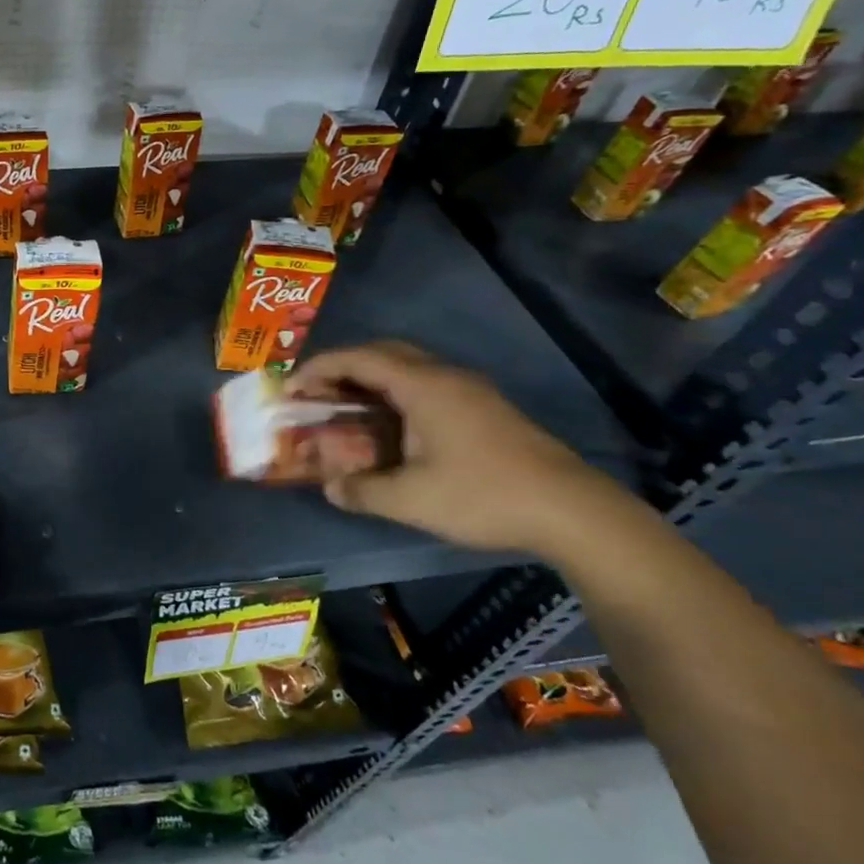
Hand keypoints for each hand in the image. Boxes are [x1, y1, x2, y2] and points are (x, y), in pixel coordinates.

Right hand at [285, 341, 631, 559]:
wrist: (572, 511)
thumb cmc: (483, 495)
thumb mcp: (411, 499)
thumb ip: (362, 490)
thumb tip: (330, 487)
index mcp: (423, 386)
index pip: (358, 358)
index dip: (319, 368)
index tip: (291, 388)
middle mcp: (444, 376)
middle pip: (383, 352)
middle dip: (343, 367)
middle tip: (317, 393)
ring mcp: (469, 390)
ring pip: (408, 367)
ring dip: (371, 379)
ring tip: (347, 407)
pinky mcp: (485, 408)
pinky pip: (426, 384)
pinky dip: (395, 392)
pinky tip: (391, 425)